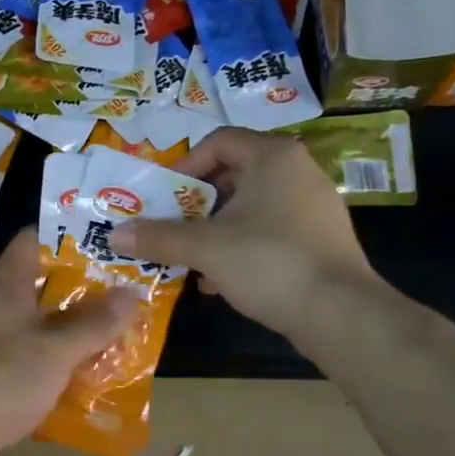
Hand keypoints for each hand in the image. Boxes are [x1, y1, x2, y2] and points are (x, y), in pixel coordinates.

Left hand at [0, 229, 136, 455]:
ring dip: (71, 325)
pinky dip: (56, 356)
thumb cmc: (3, 380)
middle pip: (42, 281)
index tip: (107, 241)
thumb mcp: (57, 350)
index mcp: (6, 284)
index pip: (35, 238)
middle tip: (125, 288)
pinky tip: (85, 369)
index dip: (70, 234)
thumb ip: (95, 322)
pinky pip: (30, 352)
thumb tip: (133, 293)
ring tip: (115, 328)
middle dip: (82, 286)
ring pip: (38, 320)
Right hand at [118, 127, 378, 339]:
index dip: (184, 166)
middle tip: (171, 225)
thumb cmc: (270, 262)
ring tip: (190, 255)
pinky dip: (240, 246)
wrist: (341, 314)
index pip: (218, 141)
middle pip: (233, 173)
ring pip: (249, 206)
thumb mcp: (206, 248)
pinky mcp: (319, 238)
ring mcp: (313, 206)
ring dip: (214, 228)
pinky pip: (269, 230)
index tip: (164, 196)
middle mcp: (297, 171)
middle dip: (195, 202)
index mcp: (273, 157)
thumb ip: (159, 237)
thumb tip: (114, 234)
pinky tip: (219, 279)